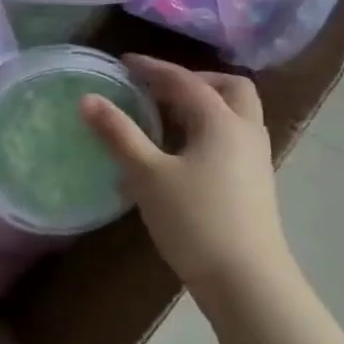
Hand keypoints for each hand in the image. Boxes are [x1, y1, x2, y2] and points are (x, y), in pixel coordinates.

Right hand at [81, 56, 295, 291]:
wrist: (246, 280)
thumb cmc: (195, 220)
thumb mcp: (147, 174)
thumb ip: (118, 133)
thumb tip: (88, 98)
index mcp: (221, 121)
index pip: (185, 80)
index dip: (152, 68)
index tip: (123, 63)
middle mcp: (245, 131)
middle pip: (229, 88)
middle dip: (193, 80)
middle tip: (157, 88)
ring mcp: (255, 158)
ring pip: (235, 114)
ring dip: (202, 105)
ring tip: (163, 117)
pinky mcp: (253, 182)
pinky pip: (232, 137)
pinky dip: (207, 129)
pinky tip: (179, 152)